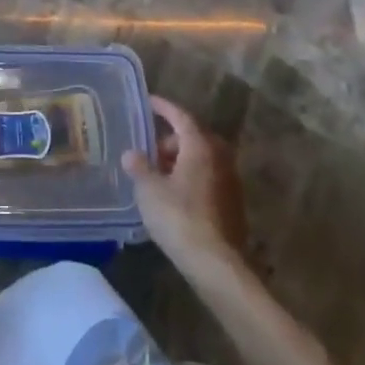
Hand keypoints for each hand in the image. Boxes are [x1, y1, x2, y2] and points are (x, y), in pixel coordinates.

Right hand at [123, 96, 247, 263]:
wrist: (216, 264)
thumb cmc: (179, 218)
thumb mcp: (149, 190)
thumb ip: (139, 167)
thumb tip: (131, 153)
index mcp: (200, 147)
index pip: (181, 117)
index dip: (164, 108)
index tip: (149, 101)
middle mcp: (220, 158)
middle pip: (195, 138)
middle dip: (172, 139)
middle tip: (150, 148)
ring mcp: (230, 182)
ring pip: (203, 159)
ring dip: (182, 160)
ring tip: (158, 174)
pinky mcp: (233, 205)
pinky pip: (209, 178)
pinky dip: (191, 177)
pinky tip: (174, 195)